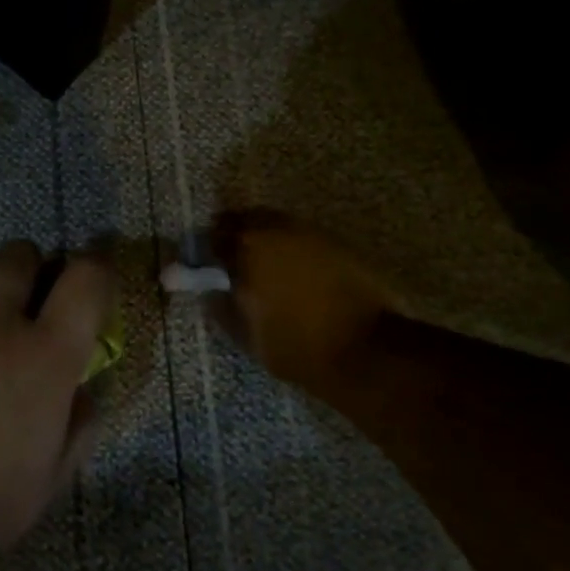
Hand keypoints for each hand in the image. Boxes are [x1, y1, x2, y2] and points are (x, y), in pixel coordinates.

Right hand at [208, 210, 392, 390]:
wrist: (367, 350)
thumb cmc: (297, 346)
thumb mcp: (247, 336)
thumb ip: (222, 308)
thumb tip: (211, 291)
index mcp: (248, 250)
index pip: (213, 238)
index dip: (204, 251)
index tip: (202, 266)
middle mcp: (277, 231)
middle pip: (244, 219)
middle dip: (232, 235)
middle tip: (228, 259)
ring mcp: (310, 233)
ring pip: (275, 224)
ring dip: (262, 237)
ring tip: (261, 264)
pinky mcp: (337, 243)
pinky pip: (300, 235)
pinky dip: (288, 246)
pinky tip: (291, 270)